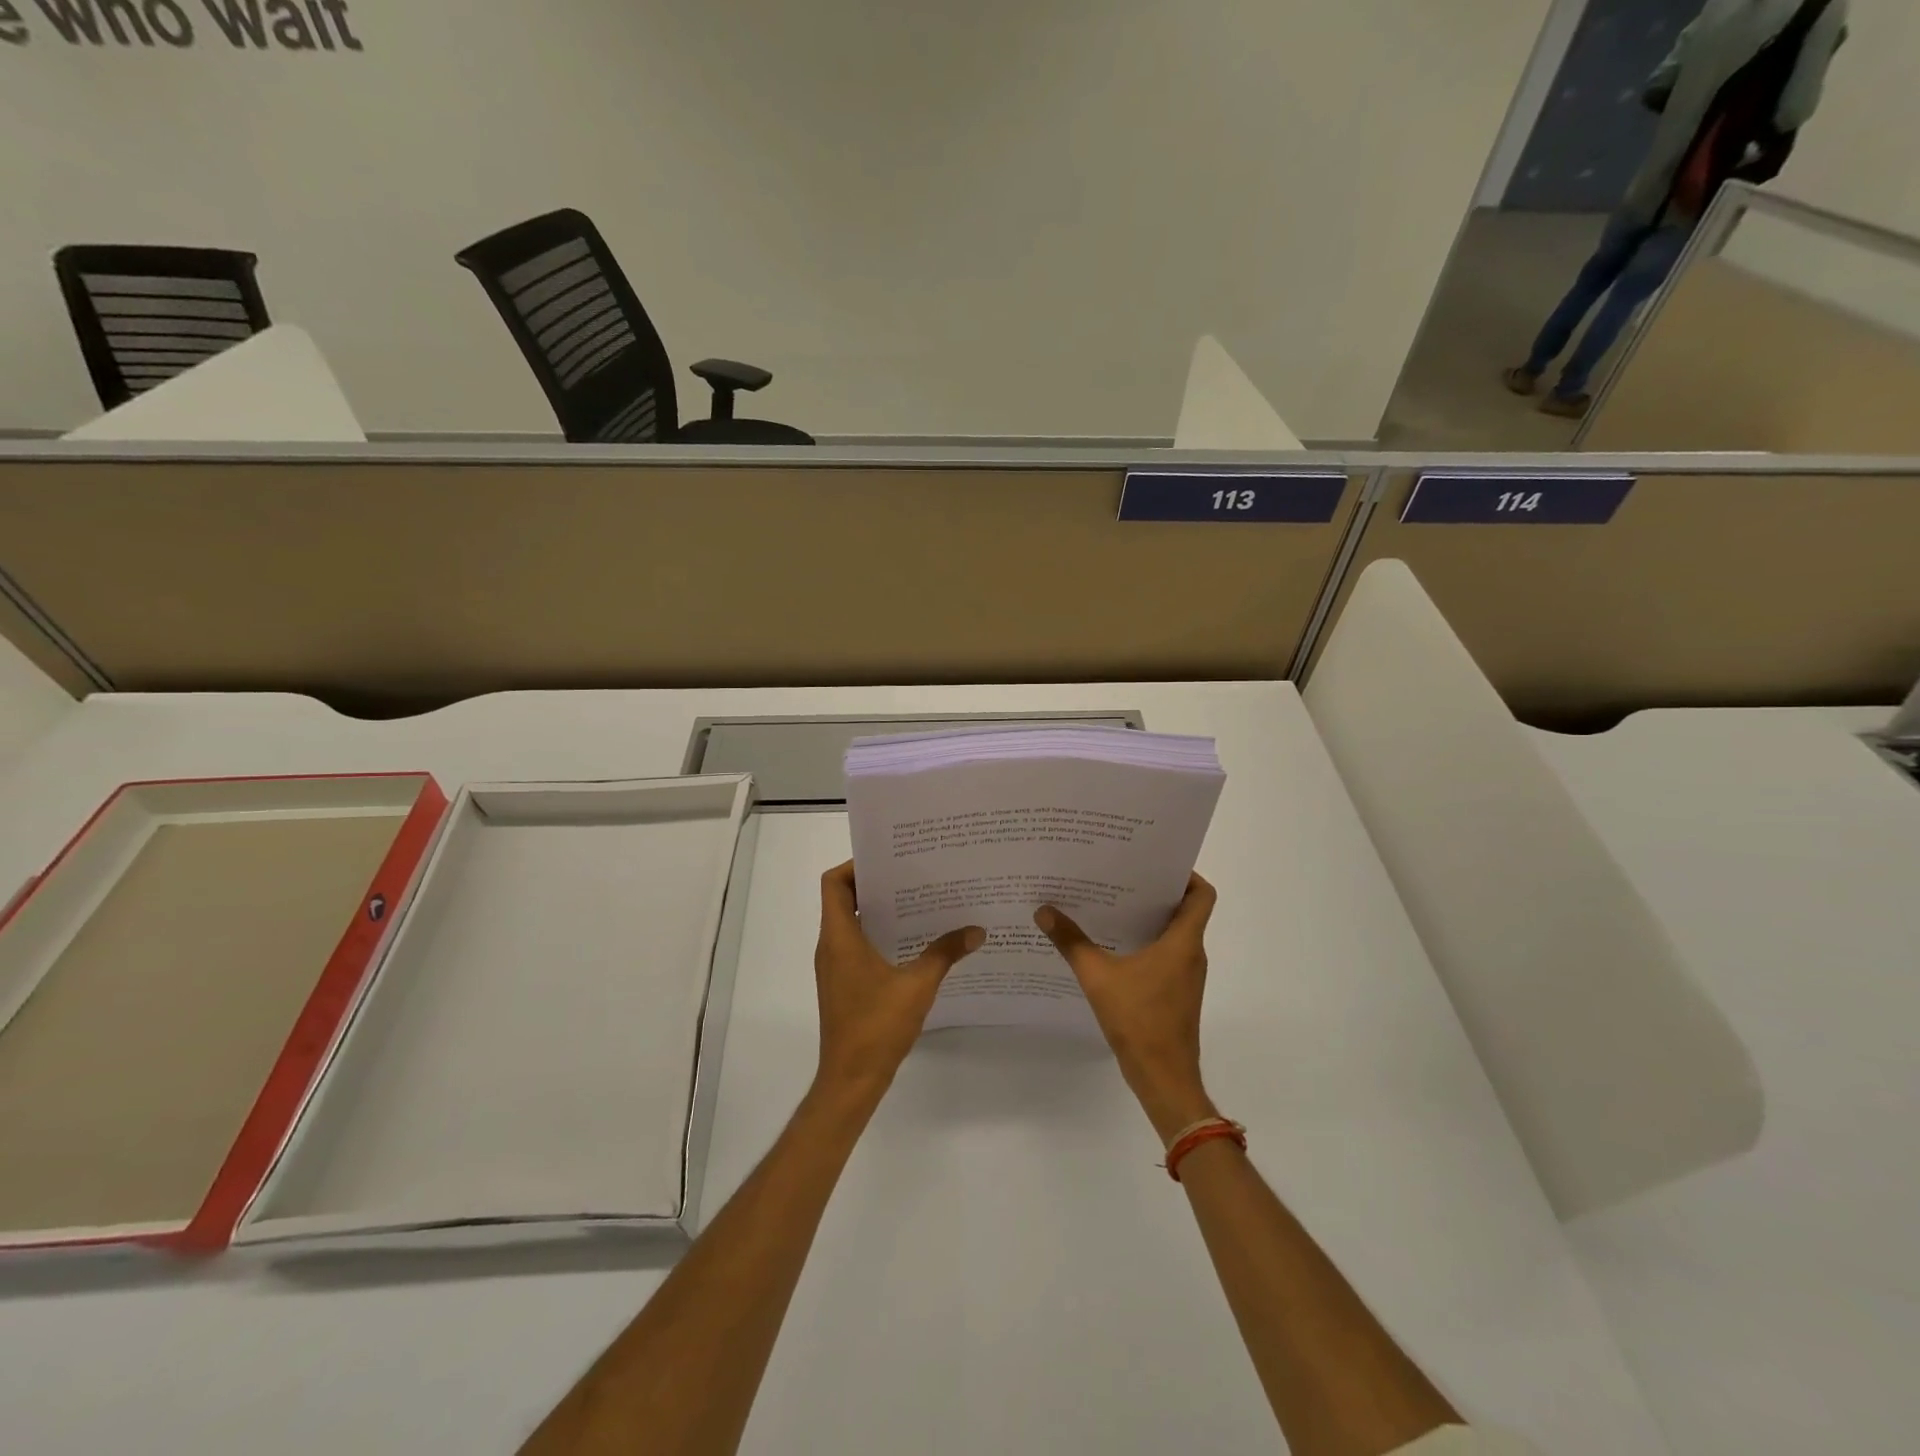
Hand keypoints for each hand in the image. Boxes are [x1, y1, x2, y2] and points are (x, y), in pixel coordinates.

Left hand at [813, 862, 983, 1103]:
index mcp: (839, 937)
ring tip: (917, 901)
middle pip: (843, 899)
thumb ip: (946, 953)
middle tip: (912, 874)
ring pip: (850, 923)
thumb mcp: (918, 985)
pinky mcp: (842, 984)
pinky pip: (855, 945)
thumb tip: (975, 930)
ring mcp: (834, 967)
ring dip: (878, 910)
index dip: (855, 865)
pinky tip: (912, 941)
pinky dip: (878, 934)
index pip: (834, 883)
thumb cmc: (877, 1026)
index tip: (889, 859)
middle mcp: (831, 946)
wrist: (851, 1079)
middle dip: (875, 883)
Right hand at [1036, 874, 1219, 1141]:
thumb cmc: (1140, 1021)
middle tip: (1119, 874)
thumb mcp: (1098, 977)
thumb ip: (1071, 942)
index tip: (1154, 862)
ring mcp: (1185, 976)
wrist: (1164, 1079)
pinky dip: (1144, 943)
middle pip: (1184, 910)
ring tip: (1109, 902)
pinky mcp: (1175, 993)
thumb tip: (1044, 911)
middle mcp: (1191, 954)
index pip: (1201, 894)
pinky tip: (1110, 944)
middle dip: (1154, 890)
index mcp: (1183, 942)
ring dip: (1147, 918)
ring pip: (1173, 934)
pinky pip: (1164, 955)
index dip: (1186, 874)